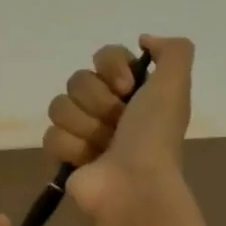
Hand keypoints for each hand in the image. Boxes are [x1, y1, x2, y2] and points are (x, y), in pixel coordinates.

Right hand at [42, 34, 194, 220]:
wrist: (134, 185)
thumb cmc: (153, 136)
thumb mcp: (175, 85)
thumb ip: (173, 51)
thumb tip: (144, 40)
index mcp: (134, 92)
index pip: (103, 56)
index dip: (111, 67)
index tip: (126, 87)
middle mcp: (108, 109)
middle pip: (78, 80)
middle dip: (98, 102)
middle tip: (117, 124)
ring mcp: (83, 133)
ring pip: (59, 106)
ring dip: (84, 126)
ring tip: (102, 147)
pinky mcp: (63, 157)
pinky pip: (50, 135)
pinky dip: (70, 148)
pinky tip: (87, 162)